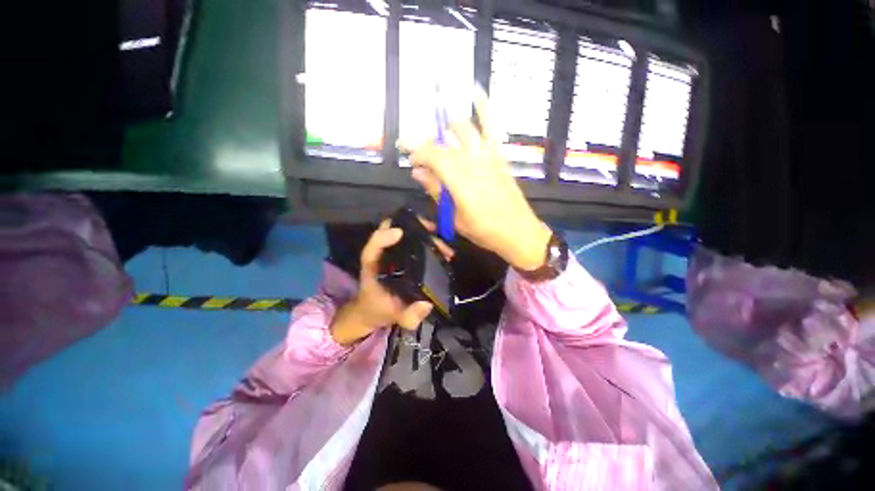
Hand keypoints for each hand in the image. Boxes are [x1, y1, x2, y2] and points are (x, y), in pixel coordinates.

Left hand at [330, 220, 434, 345]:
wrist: (374, 309)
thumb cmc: (379, 310)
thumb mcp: (394, 316)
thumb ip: (408, 316)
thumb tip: (427, 304)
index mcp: (373, 266)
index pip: (373, 247)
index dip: (383, 237)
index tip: (400, 233)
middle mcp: (383, 254)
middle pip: (393, 229)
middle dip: (415, 227)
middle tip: (436, 234)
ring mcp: (394, 252)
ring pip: (407, 232)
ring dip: (426, 233)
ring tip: (445, 247)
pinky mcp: (403, 254)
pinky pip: (415, 241)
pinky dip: (428, 240)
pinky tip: (443, 251)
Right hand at [406, 95, 550, 270]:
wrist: (518, 231)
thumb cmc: (484, 230)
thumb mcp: (455, 218)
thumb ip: (437, 191)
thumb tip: (418, 173)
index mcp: (460, 181)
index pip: (434, 156)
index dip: (418, 152)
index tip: (409, 157)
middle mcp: (474, 163)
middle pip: (445, 144)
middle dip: (428, 145)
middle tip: (420, 154)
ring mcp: (489, 157)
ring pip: (465, 131)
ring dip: (447, 129)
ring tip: (439, 134)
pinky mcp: (500, 156)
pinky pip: (492, 129)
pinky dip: (485, 110)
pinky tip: (478, 94)